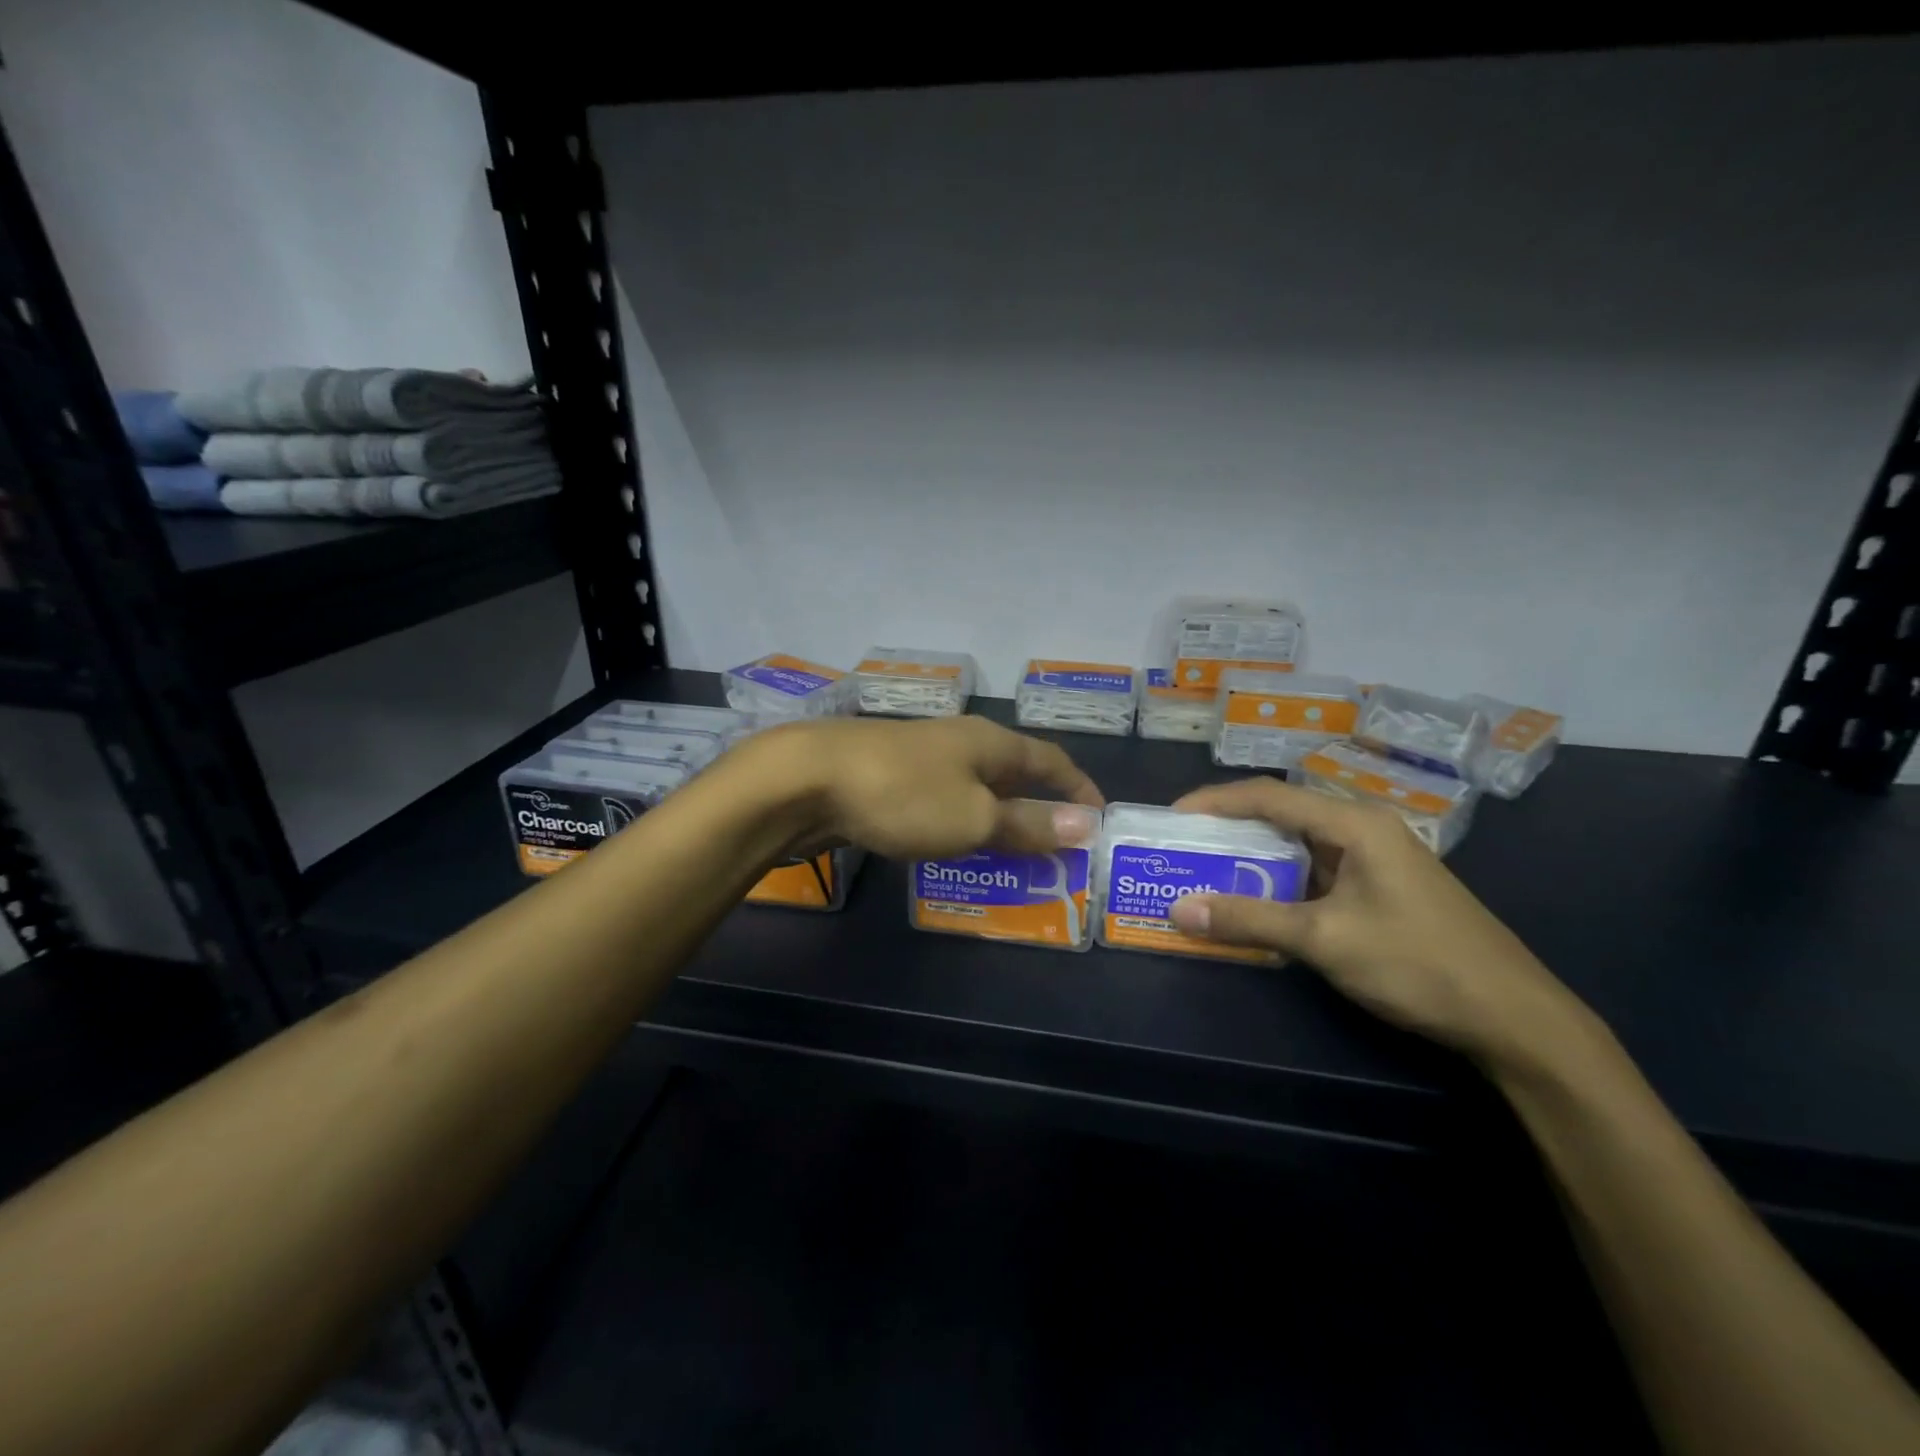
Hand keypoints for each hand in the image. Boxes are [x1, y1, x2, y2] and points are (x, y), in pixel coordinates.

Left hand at [759, 716, 1104, 861]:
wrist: (808, 779)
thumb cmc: (905, 795)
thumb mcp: (975, 817)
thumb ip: (1029, 823)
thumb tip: (1088, 825)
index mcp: (991, 742)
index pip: (1051, 760)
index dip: (1078, 788)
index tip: (1099, 818)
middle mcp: (960, 741)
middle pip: (1014, 772)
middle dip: (1038, 806)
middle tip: (1057, 847)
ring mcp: (922, 757)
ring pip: (975, 787)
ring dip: (998, 817)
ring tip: (1012, 854)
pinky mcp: (890, 776)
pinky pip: (943, 800)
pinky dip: (961, 822)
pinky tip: (954, 845)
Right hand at [1166, 778, 1591, 1068]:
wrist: (1514, 1018)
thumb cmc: (1417, 963)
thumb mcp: (1323, 939)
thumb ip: (1248, 919)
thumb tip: (1178, 910)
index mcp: (1355, 823)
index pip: (1268, 796)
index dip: (1215, 801)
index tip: (1171, 817)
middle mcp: (1365, 829)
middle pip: (1283, 816)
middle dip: (1230, 830)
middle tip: (1184, 848)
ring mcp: (1378, 860)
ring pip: (1300, 846)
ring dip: (1255, 860)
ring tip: (1208, 872)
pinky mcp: (1383, 888)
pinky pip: (1318, 873)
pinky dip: (1282, 883)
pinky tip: (1258, 902)